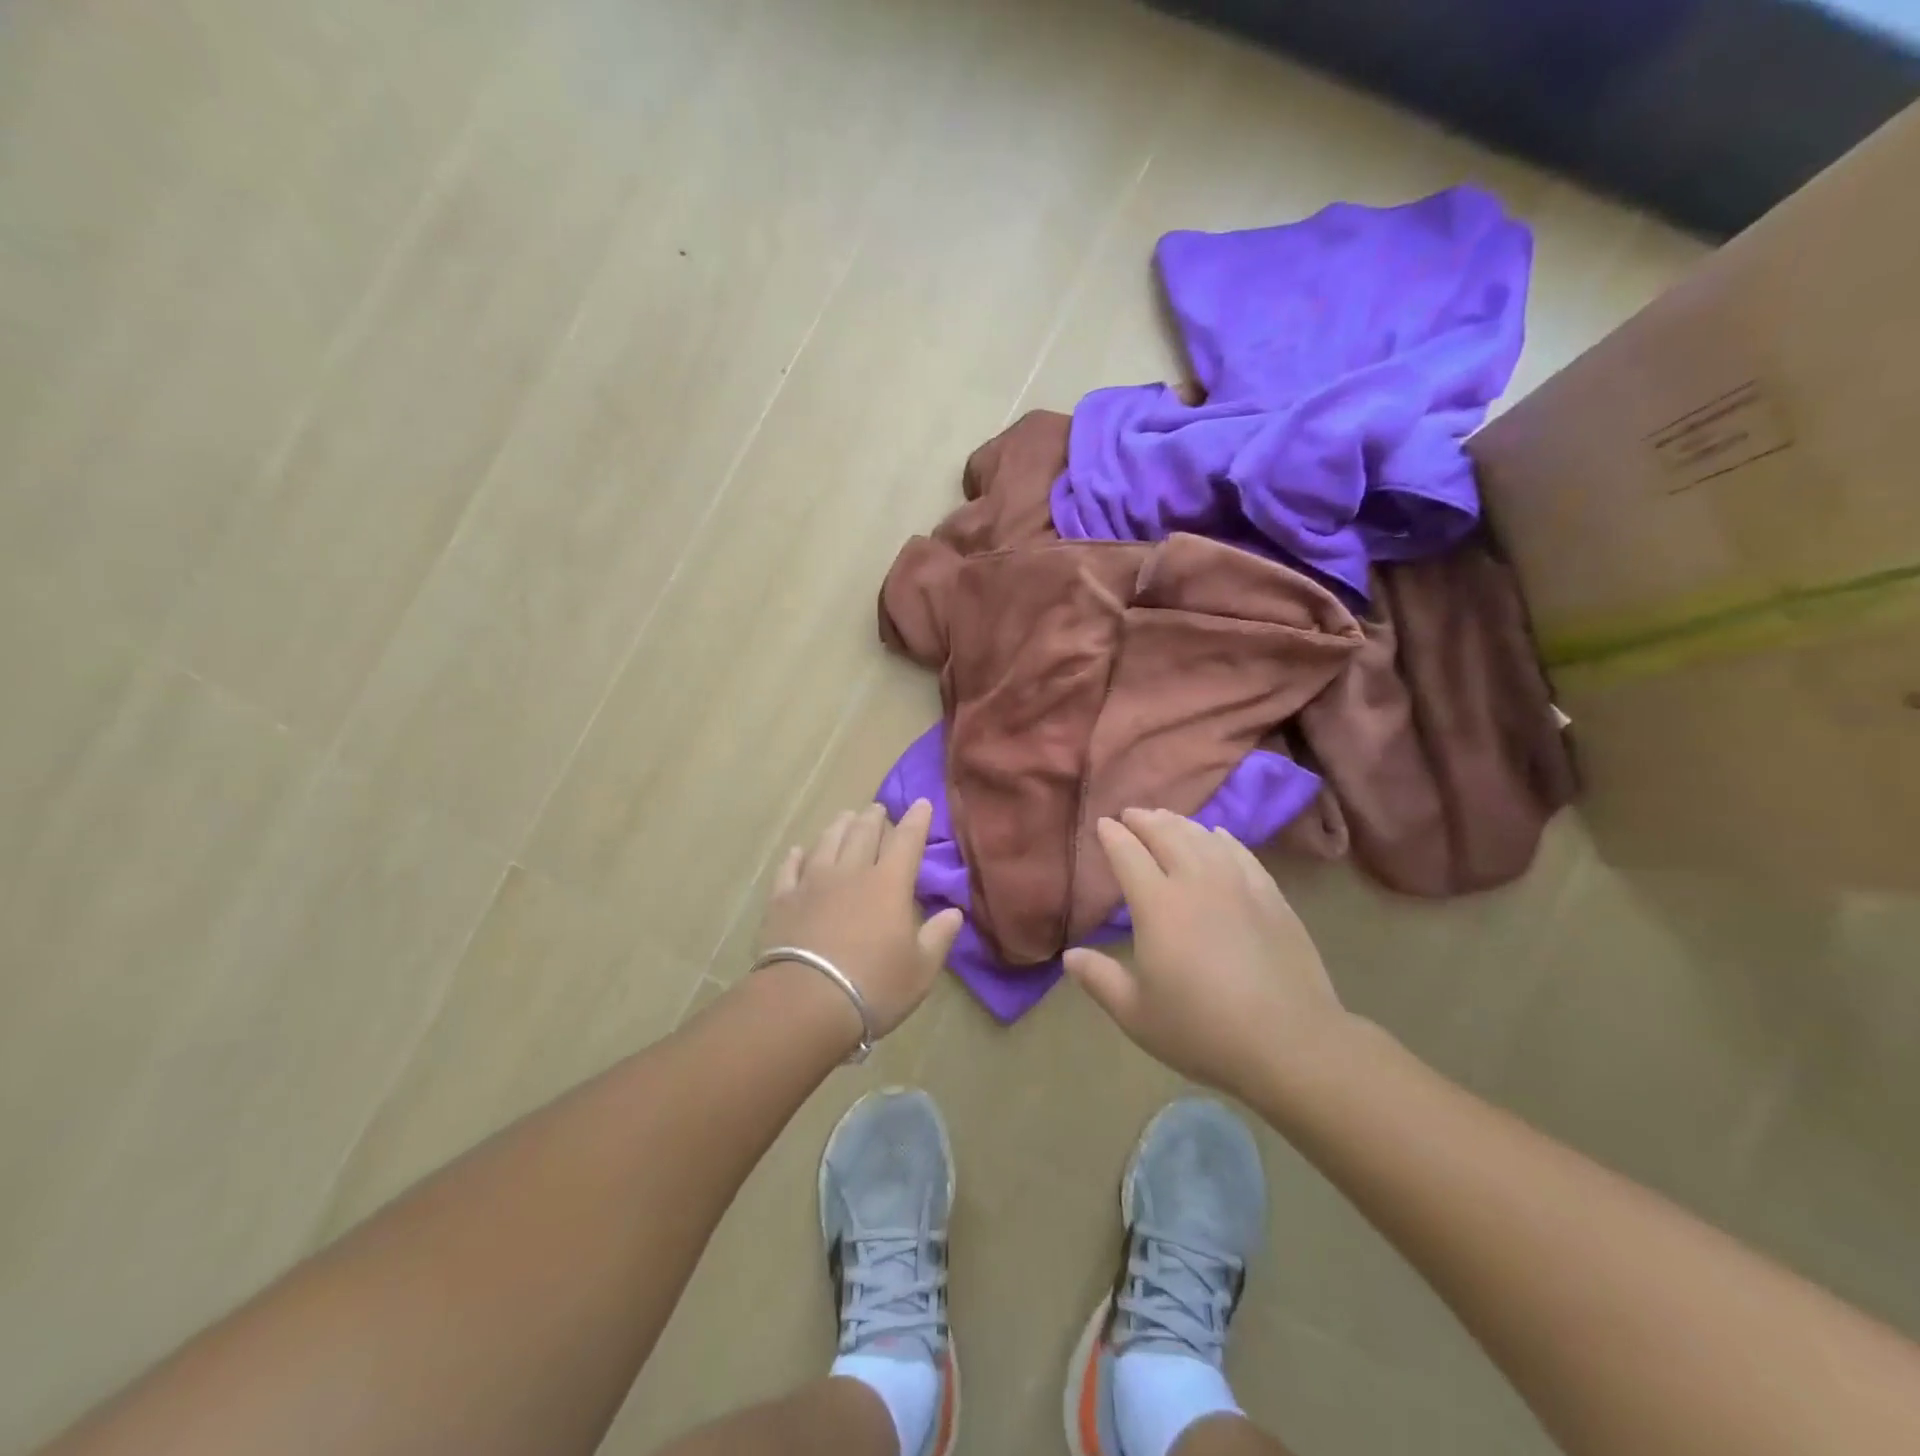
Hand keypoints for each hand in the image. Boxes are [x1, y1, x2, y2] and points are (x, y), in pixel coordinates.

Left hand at [757, 800, 962, 1038]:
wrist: (805, 1002)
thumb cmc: (874, 987)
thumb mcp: (920, 969)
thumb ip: (938, 937)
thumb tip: (954, 913)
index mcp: (889, 884)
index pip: (906, 841)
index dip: (916, 821)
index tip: (921, 803)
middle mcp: (851, 873)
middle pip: (863, 834)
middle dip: (874, 818)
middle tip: (877, 808)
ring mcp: (812, 884)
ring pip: (827, 843)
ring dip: (838, 827)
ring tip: (845, 817)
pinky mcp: (782, 901)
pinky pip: (789, 870)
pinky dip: (795, 857)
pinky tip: (798, 851)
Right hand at [1064, 808, 1351, 1100]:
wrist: (1290, 1042)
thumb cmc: (1202, 1030)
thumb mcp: (1136, 1014)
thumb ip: (1099, 979)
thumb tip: (1070, 956)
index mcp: (1157, 905)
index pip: (1128, 854)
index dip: (1112, 836)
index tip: (1102, 824)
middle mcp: (1196, 881)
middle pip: (1166, 834)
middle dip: (1144, 820)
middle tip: (1130, 815)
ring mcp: (1238, 884)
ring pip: (1203, 837)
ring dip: (1179, 823)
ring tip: (1166, 819)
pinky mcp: (1271, 895)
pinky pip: (1240, 852)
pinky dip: (1221, 838)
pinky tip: (1217, 836)